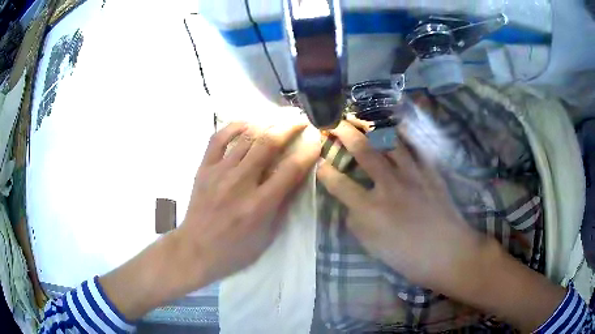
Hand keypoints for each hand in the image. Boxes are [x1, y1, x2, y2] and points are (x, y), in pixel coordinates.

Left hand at [178, 122, 320, 284]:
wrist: (196, 250)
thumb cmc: (235, 249)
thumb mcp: (267, 235)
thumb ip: (283, 205)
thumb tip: (297, 176)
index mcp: (260, 205)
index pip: (291, 169)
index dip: (308, 150)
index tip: (316, 139)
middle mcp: (240, 183)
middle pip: (268, 144)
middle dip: (289, 127)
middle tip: (300, 120)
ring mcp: (219, 172)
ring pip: (246, 137)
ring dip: (267, 124)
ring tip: (279, 119)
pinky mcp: (204, 168)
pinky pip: (218, 138)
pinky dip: (234, 126)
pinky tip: (247, 123)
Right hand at [317, 121, 485, 293]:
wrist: (447, 252)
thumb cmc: (408, 256)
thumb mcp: (373, 247)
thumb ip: (357, 223)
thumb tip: (351, 204)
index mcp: (371, 209)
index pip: (339, 184)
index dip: (325, 171)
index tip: (320, 163)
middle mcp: (389, 185)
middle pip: (363, 150)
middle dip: (344, 133)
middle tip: (335, 122)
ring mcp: (412, 174)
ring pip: (389, 142)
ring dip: (372, 127)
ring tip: (361, 119)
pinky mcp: (429, 171)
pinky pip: (416, 146)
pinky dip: (405, 134)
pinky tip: (396, 126)